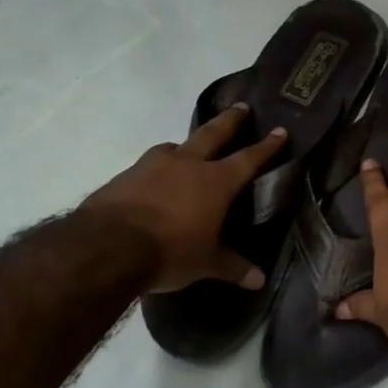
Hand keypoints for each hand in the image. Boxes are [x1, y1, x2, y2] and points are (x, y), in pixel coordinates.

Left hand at [82, 104, 286, 292]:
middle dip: (230, 120)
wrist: (107, 246)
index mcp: (216, 182)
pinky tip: (154, 178)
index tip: (280, 130)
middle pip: (213, 134)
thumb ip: (233, 267)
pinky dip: (157, 167)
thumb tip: (260, 281)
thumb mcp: (206, 263)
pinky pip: (148, 164)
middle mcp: (187, 165)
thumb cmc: (170, 251)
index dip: (267, 146)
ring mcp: (153, 166)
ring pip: (175, 146)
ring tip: (187, 147)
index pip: (249, 158)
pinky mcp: (125, 176)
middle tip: (241, 107)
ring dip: (186, 144)